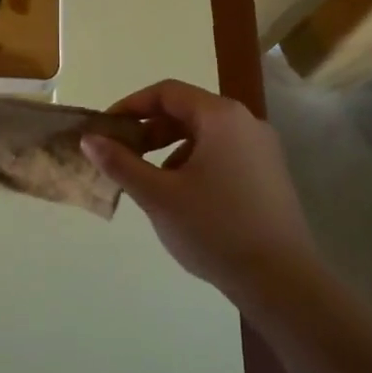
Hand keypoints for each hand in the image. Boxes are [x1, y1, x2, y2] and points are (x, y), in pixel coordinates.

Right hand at [82, 80, 316, 302]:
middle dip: (150, 130)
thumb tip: (89, 139)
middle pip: (187, 111)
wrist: (281, 280)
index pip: (167, 92)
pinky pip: (223, 154)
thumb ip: (120, 163)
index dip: (131, 106)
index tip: (105, 129)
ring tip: (150, 181)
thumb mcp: (158, 196)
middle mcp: (246, 123)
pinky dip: (195, 163)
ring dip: (170, 149)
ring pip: (205, 134)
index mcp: (220, 117)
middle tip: (122, 155)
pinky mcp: (269, 175)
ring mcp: (262, 149)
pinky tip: (183, 197)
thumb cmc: (214, 229)